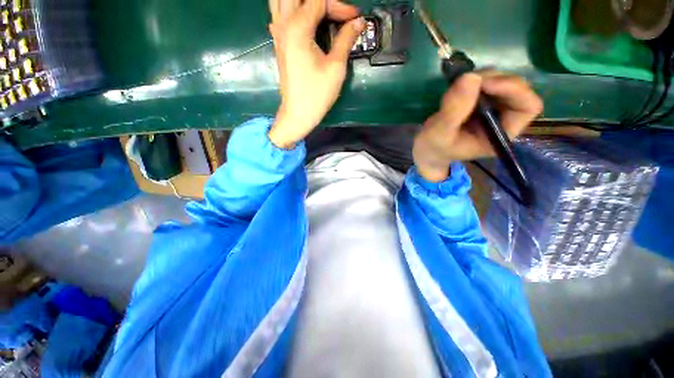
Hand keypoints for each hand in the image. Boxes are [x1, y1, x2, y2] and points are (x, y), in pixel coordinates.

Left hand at [267, 0, 364, 147]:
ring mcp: (278, 33)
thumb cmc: (317, 94)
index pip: (320, 1)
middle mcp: (284, 24)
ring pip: (281, 0)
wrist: (298, 113)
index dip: (340, 6)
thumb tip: (358, 22)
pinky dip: (291, 10)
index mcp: (298, 27)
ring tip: (319, 12)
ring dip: (301, 1)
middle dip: (320, 0)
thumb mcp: (336, 67)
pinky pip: (279, 14)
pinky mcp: (279, 43)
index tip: (355, 19)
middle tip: (335, 12)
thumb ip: (346, 39)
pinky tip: (302, 19)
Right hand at [413, 71, 542, 181]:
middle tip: (466, 82)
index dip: (513, 90)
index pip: (527, 107)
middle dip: (494, 81)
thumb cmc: (434, 148)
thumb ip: (454, 110)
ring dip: (482, 79)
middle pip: (518, 90)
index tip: (484, 84)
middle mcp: (504, 121)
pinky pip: (488, 83)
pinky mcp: (483, 103)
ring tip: (456, 89)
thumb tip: (470, 76)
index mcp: (501, 135)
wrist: (427, 150)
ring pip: (503, 83)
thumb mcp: (439, 133)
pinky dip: (474, 81)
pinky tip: (457, 90)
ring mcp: (494, 110)